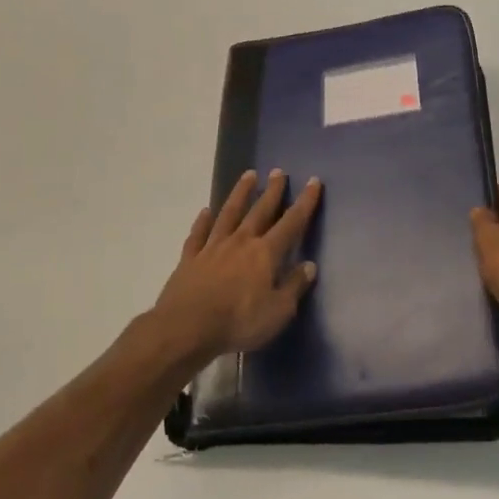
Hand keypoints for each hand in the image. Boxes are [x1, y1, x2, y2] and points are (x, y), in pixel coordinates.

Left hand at [154, 169, 321, 361]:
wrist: (186, 328)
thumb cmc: (239, 321)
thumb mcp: (278, 311)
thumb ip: (294, 286)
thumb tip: (309, 265)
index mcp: (265, 253)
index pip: (291, 223)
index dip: (305, 202)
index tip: (313, 182)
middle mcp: (241, 242)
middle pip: (260, 211)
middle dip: (272, 191)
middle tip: (278, 171)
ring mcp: (213, 247)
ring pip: (229, 213)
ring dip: (240, 194)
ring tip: (248, 175)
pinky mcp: (190, 258)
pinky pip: (198, 234)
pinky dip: (203, 221)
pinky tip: (206, 211)